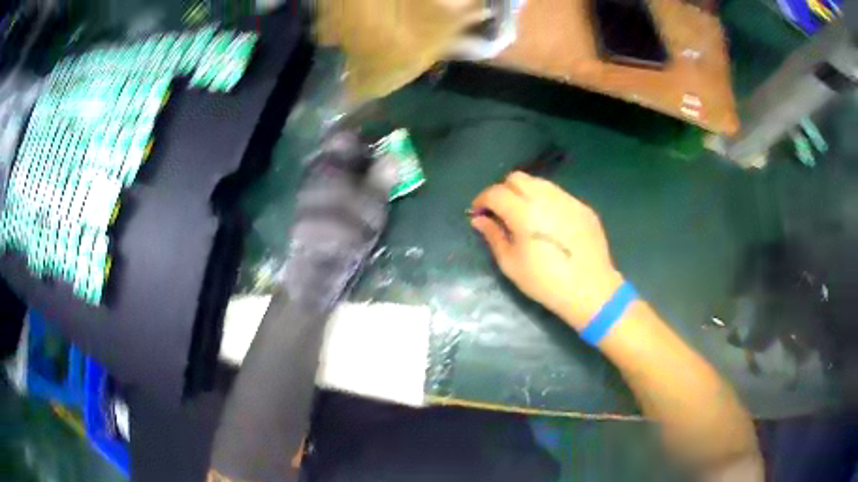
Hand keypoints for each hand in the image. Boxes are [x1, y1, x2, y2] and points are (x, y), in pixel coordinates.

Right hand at [470, 172, 623, 329]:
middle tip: (501, 211)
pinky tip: (549, 222)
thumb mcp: (511, 264)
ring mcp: (567, 199)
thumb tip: (479, 219)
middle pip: (517, 178)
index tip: (479, 212)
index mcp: (524, 212)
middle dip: (503, 190)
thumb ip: (493, 236)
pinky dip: (546, 201)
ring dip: (525, 192)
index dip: (482, 200)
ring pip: (539, 182)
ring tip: (525, 214)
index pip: (495, 192)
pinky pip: (558, 194)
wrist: (590, 290)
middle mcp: (546, 198)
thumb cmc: (545, 282)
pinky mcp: (583, 207)